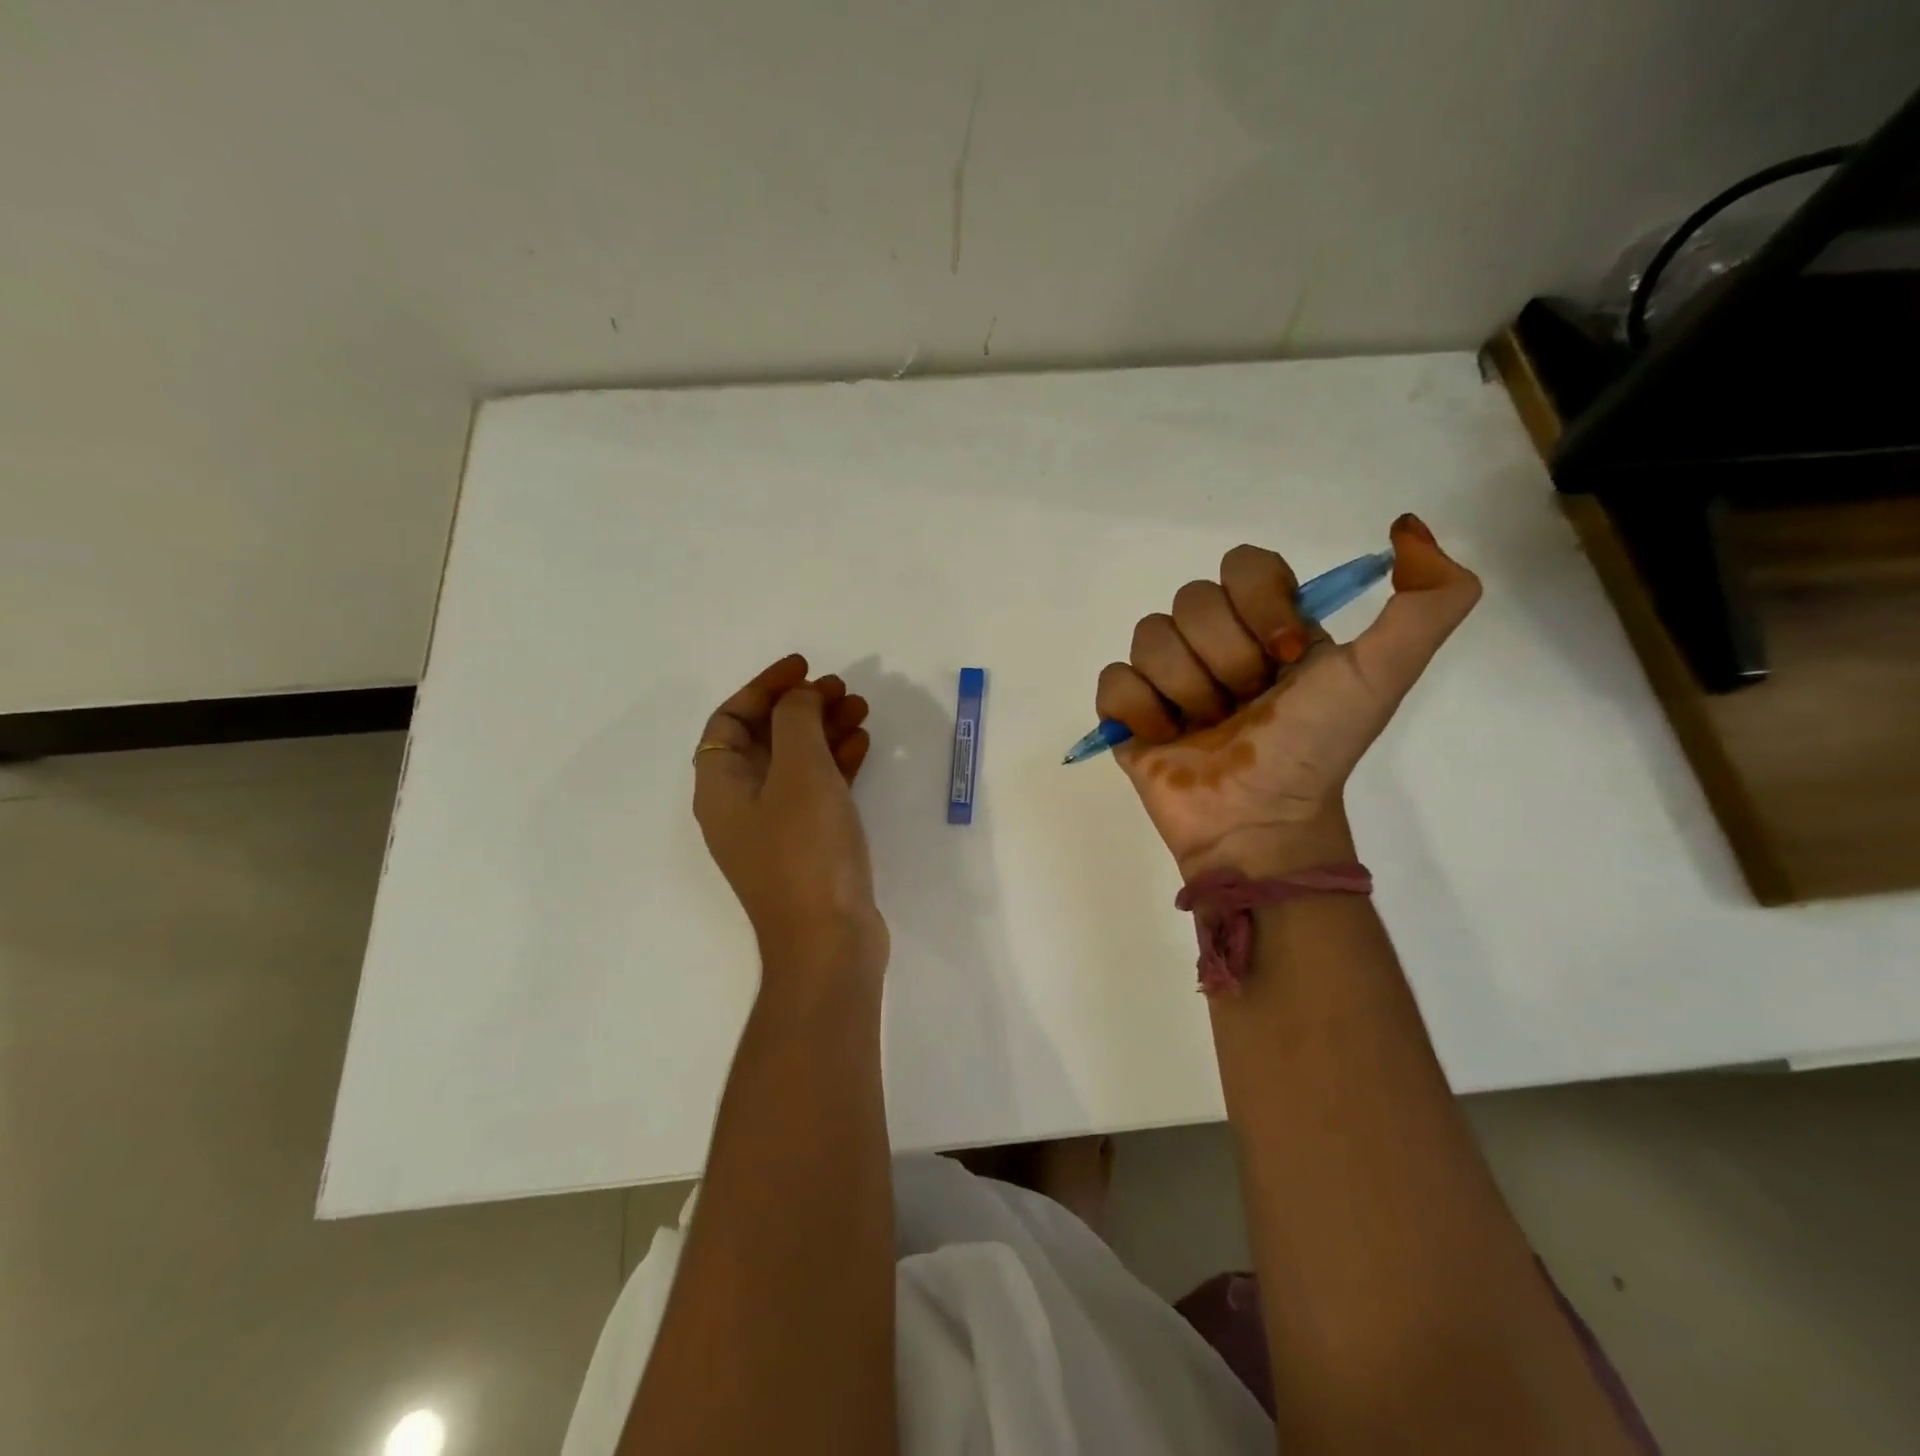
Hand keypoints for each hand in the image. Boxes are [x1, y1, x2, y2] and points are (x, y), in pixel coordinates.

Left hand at [693, 654, 887, 978]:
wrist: (829, 942)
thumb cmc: (807, 850)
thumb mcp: (799, 772)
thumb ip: (796, 721)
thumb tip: (797, 698)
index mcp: (721, 786)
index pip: (731, 720)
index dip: (764, 686)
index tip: (804, 668)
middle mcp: (740, 805)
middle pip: (766, 738)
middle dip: (802, 707)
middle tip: (842, 688)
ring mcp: (775, 829)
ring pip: (796, 763)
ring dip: (825, 731)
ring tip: (862, 709)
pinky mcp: (808, 846)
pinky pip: (817, 790)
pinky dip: (837, 764)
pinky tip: (864, 745)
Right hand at [1095, 514, 1480, 875]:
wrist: (1260, 822)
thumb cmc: (1314, 749)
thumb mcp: (1383, 675)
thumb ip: (1429, 601)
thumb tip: (1407, 526)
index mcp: (1268, 625)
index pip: (1243, 565)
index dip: (1258, 605)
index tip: (1282, 657)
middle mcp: (1215, 642)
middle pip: (1191, 600)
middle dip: (1225, 660)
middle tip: (1245, 706)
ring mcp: (1167, 677)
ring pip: (1149, 636)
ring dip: (1186, 690)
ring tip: (1207, 728)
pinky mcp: (1129, 712)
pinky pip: (1114, 680)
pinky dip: (1141, 711)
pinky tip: (1167, 738)